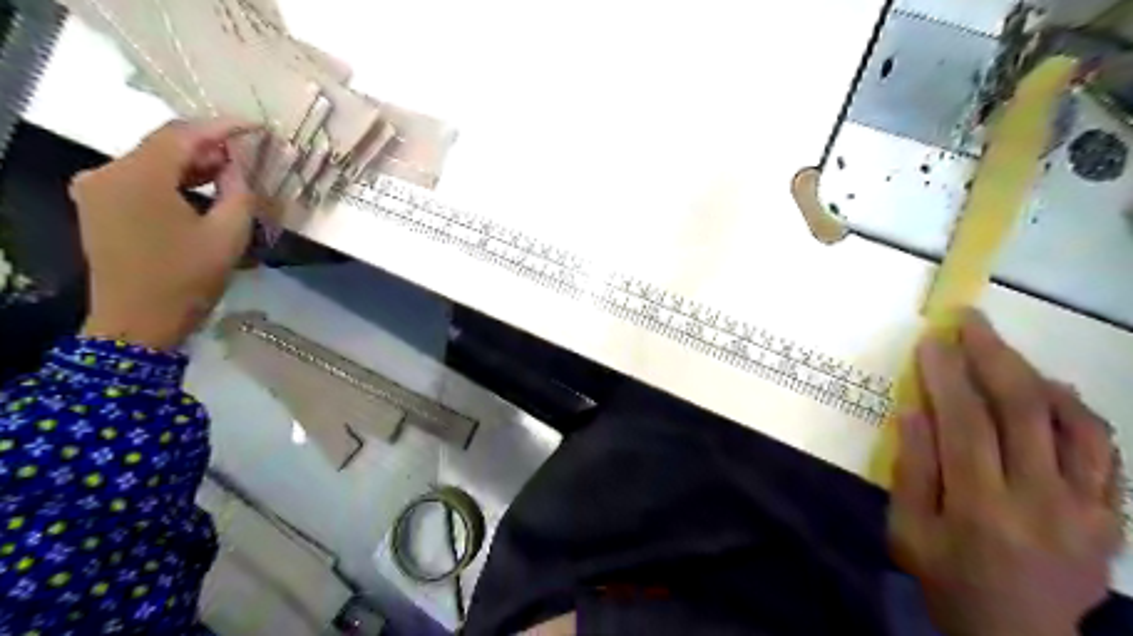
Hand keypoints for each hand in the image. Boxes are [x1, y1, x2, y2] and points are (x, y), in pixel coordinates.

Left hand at [70, 117, 257, 347]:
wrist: (138, 321)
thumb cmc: (188, 279)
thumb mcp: (228, 235)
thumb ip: (238, 192)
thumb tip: (237, 166)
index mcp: (137, 177)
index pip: (182, 134)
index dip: (222, 127)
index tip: (257, 127)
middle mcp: (107, 173)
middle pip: (163, 145)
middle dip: (208, 147)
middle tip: (248, 155)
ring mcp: (97, 189)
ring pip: (152, 162)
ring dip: (192, 165)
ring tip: (231, 174)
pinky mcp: (98, 206)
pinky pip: (140, 179)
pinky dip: (173, 180)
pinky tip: (201, 191)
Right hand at [894, 309, 1122, 635]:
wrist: (1017, 635)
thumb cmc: (946, 577)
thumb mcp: (907, 530)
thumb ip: (912, 470)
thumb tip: (915, 410)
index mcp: (981, 509)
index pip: (965, 424)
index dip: (948, 376)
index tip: (933, 341)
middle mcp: (1042, 502)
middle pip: (1024, 411)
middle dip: (994, 356)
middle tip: (972, 321)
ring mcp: (1087, 510)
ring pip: (1075, 424)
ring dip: (1037, 377)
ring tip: (1006, 353)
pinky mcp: (1111, 516)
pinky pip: (1106, 452)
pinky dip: (1078, 412)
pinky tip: (1052, 393)